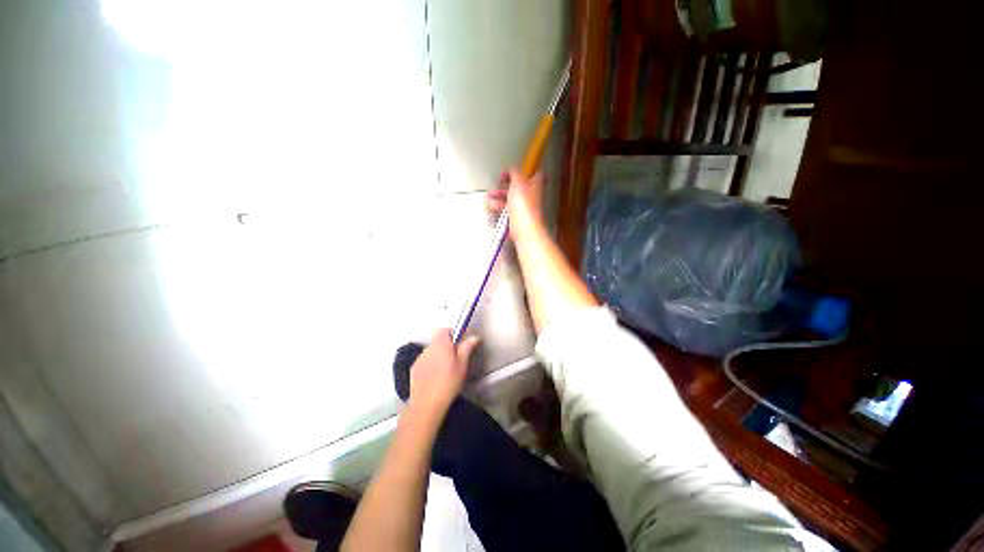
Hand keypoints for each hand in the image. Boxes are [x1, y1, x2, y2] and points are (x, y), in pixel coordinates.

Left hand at [407, 329, 479, 418]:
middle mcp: (428, 348)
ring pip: (431, 350)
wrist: (427, 404)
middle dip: (446, 345)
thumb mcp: (462, 365)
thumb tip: (474, 336)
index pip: (445, 329)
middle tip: (455, 358)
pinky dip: (430, 363)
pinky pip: (425, 360)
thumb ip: (467, 348)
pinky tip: (435, 376)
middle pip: (438, 340)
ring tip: (445, 369)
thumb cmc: (448, 383)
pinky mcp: (414, 368)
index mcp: (441, 344)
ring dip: (438, 354)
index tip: (460, 343)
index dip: (453, 333)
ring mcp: (419, 358)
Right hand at [486, 168, 544, 239]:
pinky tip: (492, 207)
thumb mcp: (518, 182)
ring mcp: (524, 207)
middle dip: (505, 184)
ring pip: (510, 198)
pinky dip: (498, 207)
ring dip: (499, 196)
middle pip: (518, 186)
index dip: (523, 170)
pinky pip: (506, 209)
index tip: (512, 170)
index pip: (534, 172)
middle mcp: (531, 196)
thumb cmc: (524, 208)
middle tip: (498, 184)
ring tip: (491, 196)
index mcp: (535, 184)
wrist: (524, 229)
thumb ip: (515, 172)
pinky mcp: (517, 217)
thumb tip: (513, 168)